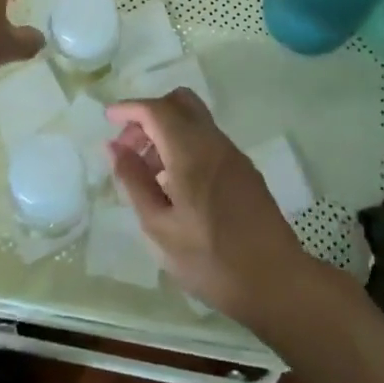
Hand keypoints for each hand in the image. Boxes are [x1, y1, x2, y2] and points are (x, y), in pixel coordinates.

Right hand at [107, 90, 314, 326]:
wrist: (275, 280)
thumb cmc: (209, 259)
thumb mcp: (159, 226)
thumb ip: (134, 181)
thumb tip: (114, 146)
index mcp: (191, 151)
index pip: (156, 109)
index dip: (129, 108)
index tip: (108, 118)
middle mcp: (214, 141)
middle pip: (180, 102)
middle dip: (149, 114)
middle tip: (130, 148)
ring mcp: (233, 153)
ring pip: (195, 120)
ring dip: (167, 131)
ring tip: (148, 173)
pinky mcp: (244, 169)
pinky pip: (207, 139)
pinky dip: (185, 144)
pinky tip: (175, 184)